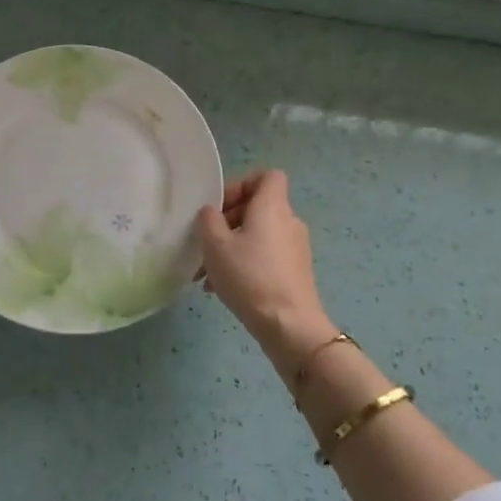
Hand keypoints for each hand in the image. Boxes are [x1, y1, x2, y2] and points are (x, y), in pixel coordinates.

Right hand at [197, 170, 335, 368]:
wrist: (289, 325)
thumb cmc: (250, 276)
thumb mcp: (215, 245)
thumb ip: (208, 220)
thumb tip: (211, 212)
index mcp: (272, 207)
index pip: (267, 176)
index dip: (242, 184)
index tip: (220, 206)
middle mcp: (289, 221)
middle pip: (257, 207)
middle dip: (227, 221)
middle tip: (205, 242)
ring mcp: (295, 248)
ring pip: (257, 235)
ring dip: (231, 247)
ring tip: (205, 273)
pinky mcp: (295, 271)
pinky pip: (265, 256)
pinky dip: (244, 263)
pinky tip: (221, 288)